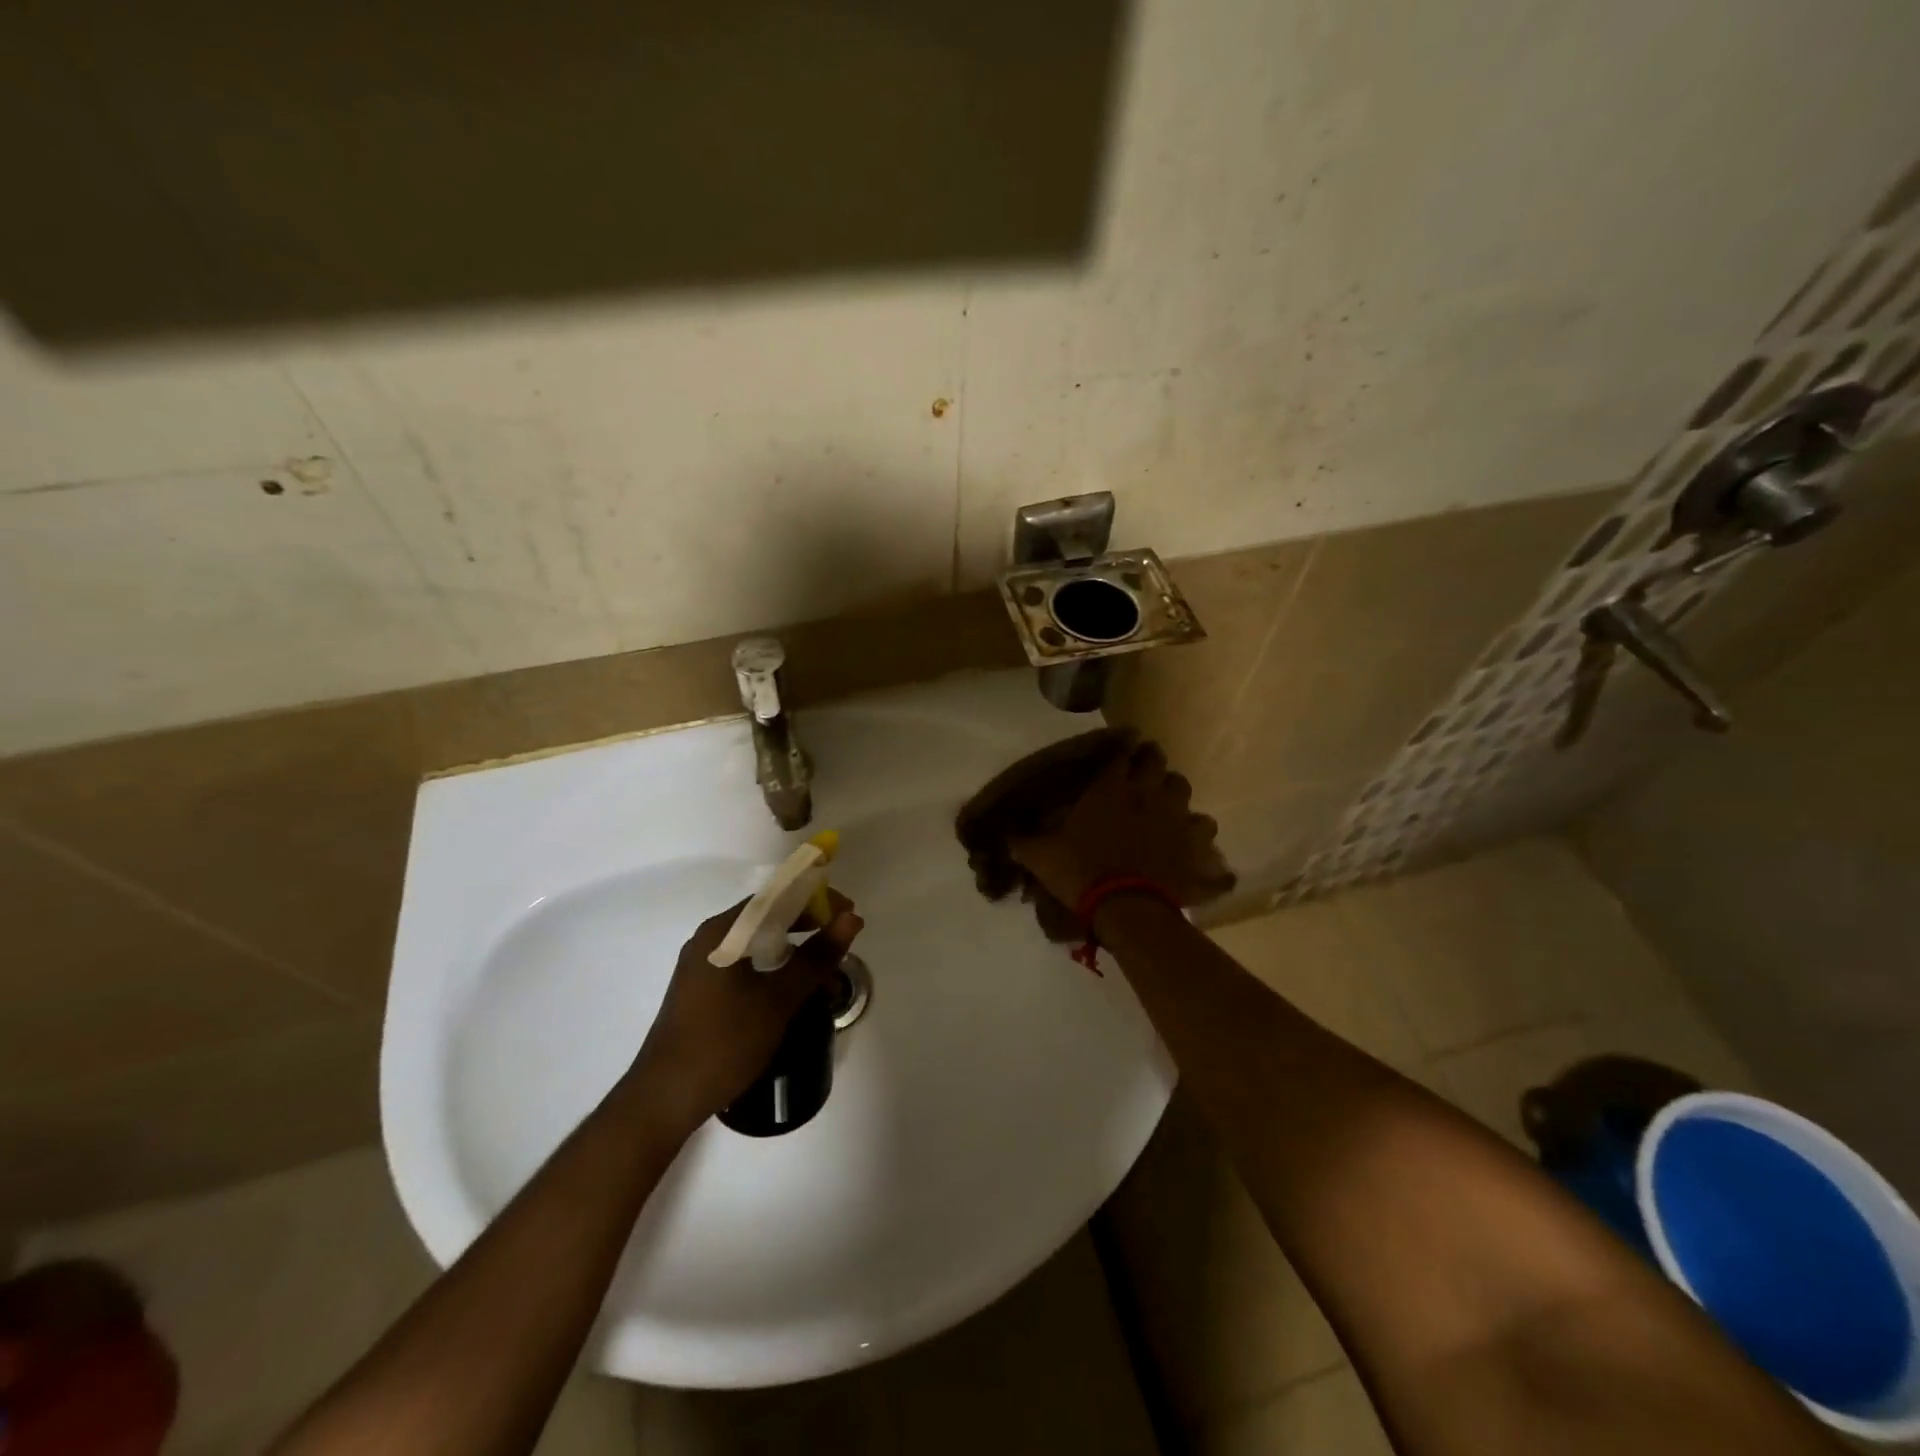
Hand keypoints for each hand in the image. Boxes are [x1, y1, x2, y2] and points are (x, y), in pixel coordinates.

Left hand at [627, 892, 862, 1133]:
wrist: (664, 1100)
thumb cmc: (724, 1043)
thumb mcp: (778, 1000)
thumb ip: (816, 957)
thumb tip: (850, 918)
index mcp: (723, 932)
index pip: (777, 897)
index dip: (817, 900)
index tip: (849, 915)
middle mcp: (710, 939)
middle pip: (767, 917)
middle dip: (808, 925)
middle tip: (842, 941)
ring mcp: (703, 965)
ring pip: (758, 942)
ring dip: (793, 949)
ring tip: (824, 967)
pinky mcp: (703, 989)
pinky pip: (746, 962)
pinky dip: (774, 966)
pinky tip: (793, 987)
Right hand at [1009, 736, 1234, 908]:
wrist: (1126, 909)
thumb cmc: (1080, 872)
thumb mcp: (1040, 856)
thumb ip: (1023, 841)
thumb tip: (1006, 836)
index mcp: (1111, 787)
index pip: (1121, 754)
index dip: (1120, 752)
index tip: (1118, 756)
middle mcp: (1148, 794)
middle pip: (1158, 763)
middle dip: (1151, 765)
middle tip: (1142, 776)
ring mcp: (1177, 819)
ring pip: (1184, 792)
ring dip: (1175, 797)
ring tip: (1167, 810)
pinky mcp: (1195, 849)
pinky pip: (1205, 837)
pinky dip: (1201, 845)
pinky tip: (1196, 854)